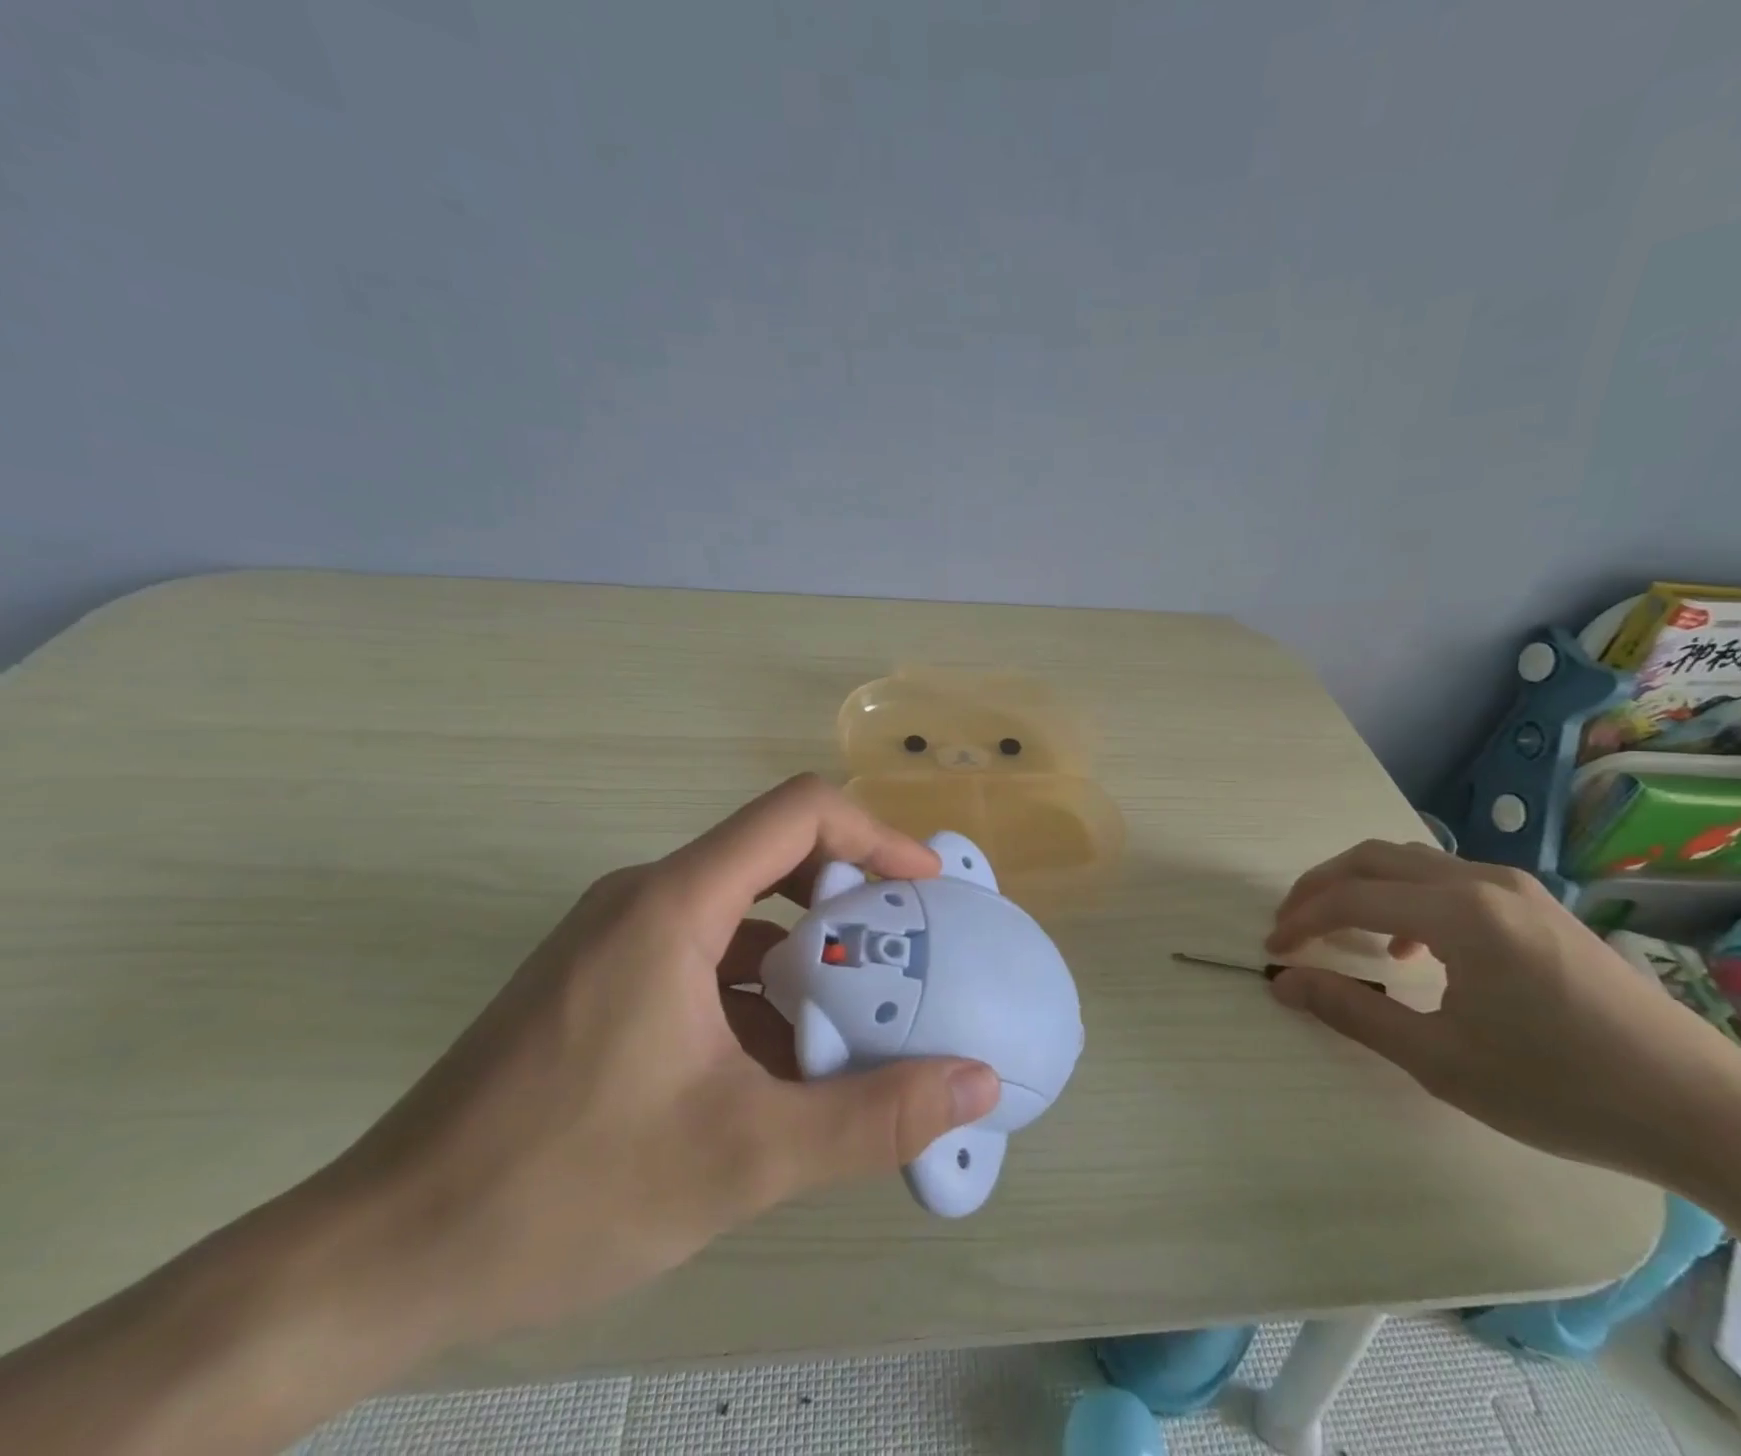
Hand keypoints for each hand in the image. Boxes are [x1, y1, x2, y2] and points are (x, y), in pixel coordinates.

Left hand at [324, 774, 1001, 1351]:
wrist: (379, 1257)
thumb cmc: (562, 1189)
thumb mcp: (742, 1158)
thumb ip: (871, 1119)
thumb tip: (978, 1081)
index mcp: (675, 904)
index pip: (799, 813)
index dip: (875, 835)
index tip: (925, 890)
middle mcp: (646, 899)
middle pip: (774, 858)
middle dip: (850, 905)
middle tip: (903, 964)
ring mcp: (616, 940)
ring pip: (741, 916)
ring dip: (805, 958)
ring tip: (856, 1025)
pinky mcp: (600, 982)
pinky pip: (704, 957)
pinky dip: (758, 992)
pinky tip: (779, 1068)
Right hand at [1265, 840, 1740, 1182]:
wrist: (1704, 1113)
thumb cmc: (1561, 1090)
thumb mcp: (1440, 1060)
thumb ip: (1352, 1012)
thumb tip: (1284, 984)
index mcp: (1461, 913)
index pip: (1352, 897)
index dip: (1302, 920)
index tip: (1272, 950)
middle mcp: (1484, 882)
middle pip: (1374, 859)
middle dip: (1321, 887)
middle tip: (1291, 925)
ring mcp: (1517, 889)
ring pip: (1412, 863)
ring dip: (1363, 887)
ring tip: (1339, 931)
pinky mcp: (1538, 907)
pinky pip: (1448, 880)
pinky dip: (1406, 898)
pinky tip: (1412, 947)